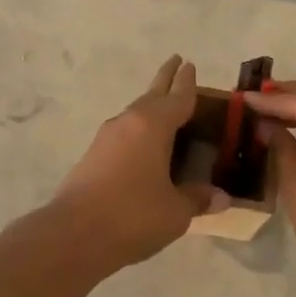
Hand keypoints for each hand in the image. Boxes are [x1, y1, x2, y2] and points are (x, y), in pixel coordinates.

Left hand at [50, 56, 223, 268]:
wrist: (74, 235)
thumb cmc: (133, 215)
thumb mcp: (175, 211)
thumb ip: (197, 199)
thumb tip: (221, 198)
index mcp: (153, 126)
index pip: (177, 97)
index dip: (186, 82)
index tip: (189, 64)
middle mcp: (128, 124)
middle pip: (151, 96)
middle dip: (165, 80)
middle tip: (176, 62)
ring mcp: (106, 139)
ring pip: (134, 114)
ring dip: (150, 106)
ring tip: (164, 107)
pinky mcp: (92, 157)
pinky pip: (123, 134)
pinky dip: (138, 131)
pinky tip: (142, 145)